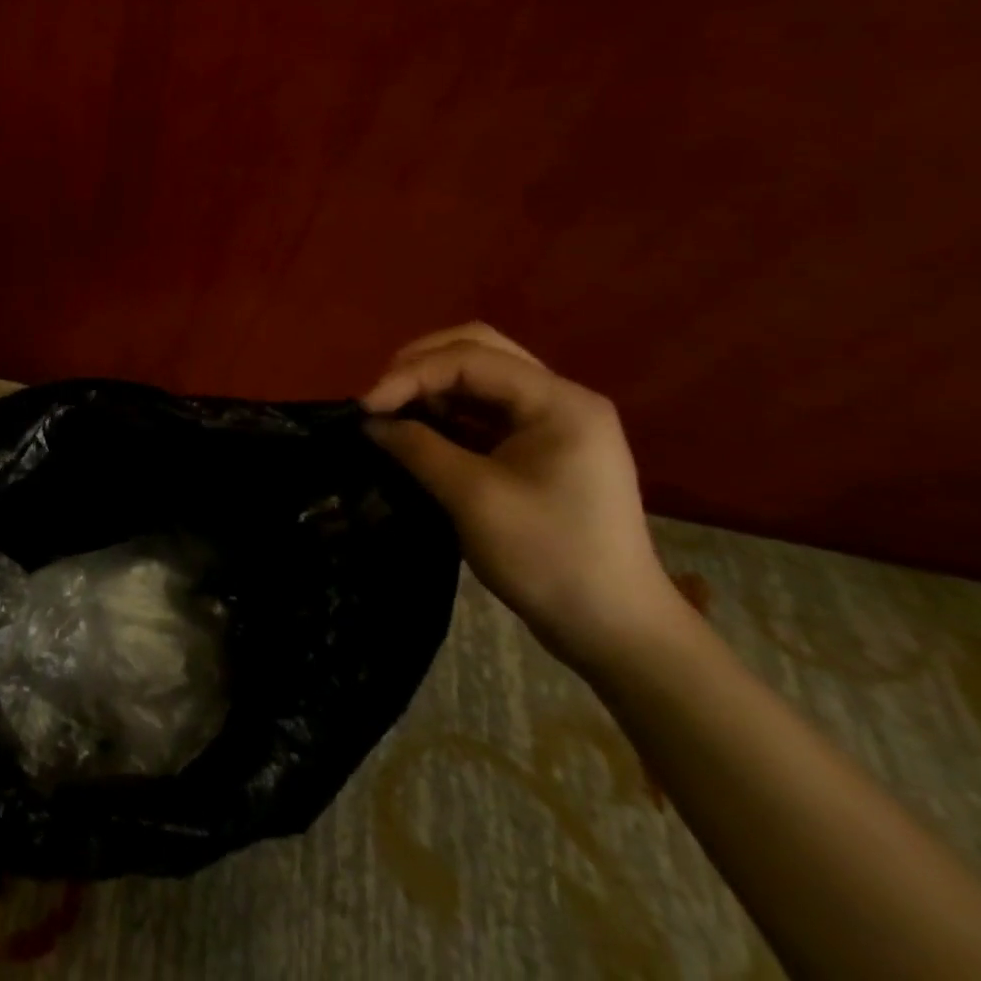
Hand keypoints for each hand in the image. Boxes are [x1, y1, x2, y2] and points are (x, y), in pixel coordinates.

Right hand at [361, 323, 685, 670]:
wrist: (614, 631)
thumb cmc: (549, 558)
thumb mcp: (473, 498)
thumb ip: (417, 447)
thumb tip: (369, 421)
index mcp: (558, 402)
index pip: (470, 358)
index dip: (410, 374)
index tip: (365, 406)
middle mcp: (559, 398)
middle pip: (477, 350)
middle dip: (420, 365)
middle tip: (379, 396)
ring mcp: (551, 422)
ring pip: (478, 376)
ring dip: (430, 386)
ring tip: (391, 412)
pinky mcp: (538, 447)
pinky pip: (483, 408)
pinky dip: (445, 411)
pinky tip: (416, 430)